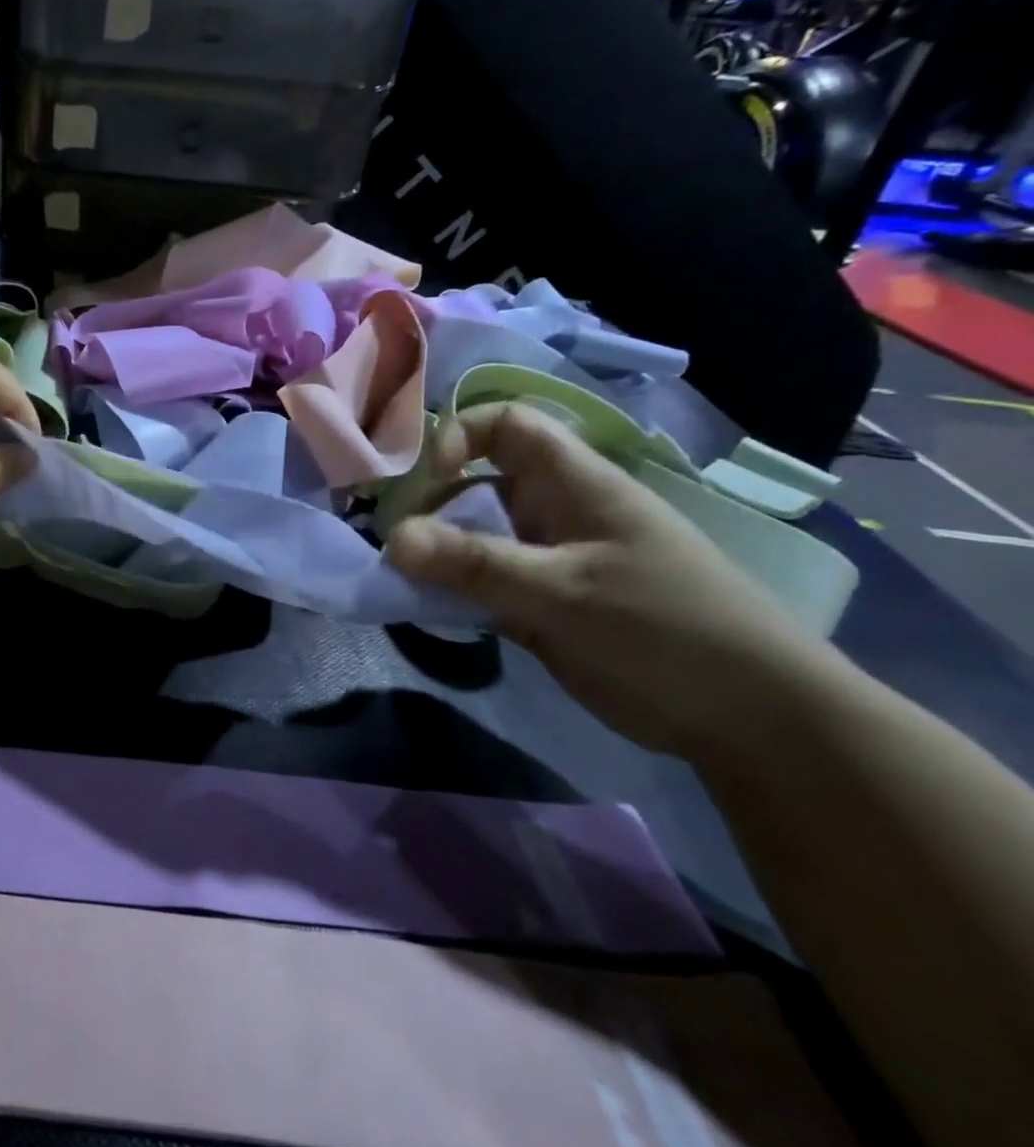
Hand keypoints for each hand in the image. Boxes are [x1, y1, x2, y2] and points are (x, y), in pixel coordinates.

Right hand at [386, 403, 846, 760]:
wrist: (754, 722)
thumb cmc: (668, 631)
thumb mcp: (565, 592)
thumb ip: (475, 563)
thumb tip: (391, 538)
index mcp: (575, 485)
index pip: (508, 424)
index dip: (460, 434)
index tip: (430, 477)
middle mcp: (554, 512)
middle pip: (475, 482)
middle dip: (428, 504)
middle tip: (392, 542)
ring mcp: (546, 560)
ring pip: (471, 537)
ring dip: (432, 553)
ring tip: (395, 578)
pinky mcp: (539, 605)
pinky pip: (478, 583)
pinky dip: (448, 591)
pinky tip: (421, 608)